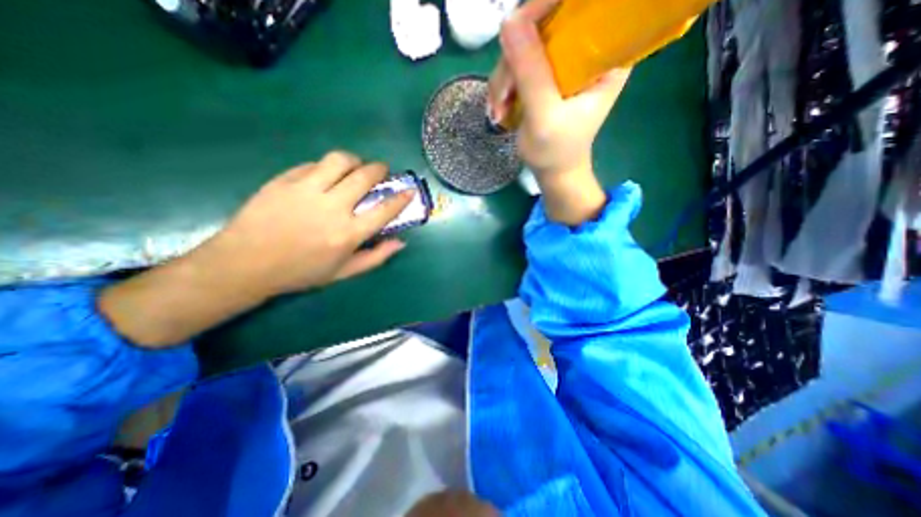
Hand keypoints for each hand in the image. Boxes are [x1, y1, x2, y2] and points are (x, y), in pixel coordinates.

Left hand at [209, 151, 415, 296]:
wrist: (245, 264)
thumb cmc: (300, 272)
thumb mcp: (343, 272)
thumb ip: (376, 257)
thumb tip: (401, 243)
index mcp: (348, 234)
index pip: (384, 210)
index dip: (401, 198)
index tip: (409, 190)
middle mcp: (332, 208)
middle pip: (364, 177)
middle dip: (380, 169)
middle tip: (382, 170)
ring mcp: (306, 191)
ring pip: (339, 160)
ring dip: (355, 160)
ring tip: (356, 166)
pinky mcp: (284, 180)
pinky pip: (313, 164)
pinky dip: (327, 166)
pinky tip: (326, 174)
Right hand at [489, 0, 633, 224]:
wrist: (553, 171)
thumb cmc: (556, 151)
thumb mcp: (544, 116)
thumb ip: (531, 73)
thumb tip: (509, 23)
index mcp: (605, 57)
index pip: (581, 7)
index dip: (545, 9)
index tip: (516, 31)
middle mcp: (586, 51)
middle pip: (545, 25)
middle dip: (514, 61)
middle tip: (502, 97)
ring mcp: (563, 62)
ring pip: (524, 45)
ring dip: (504, 79)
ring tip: (498, 111)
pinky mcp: (545, 74)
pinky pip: (517, 64)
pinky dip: (503, 86)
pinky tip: (500, 109)